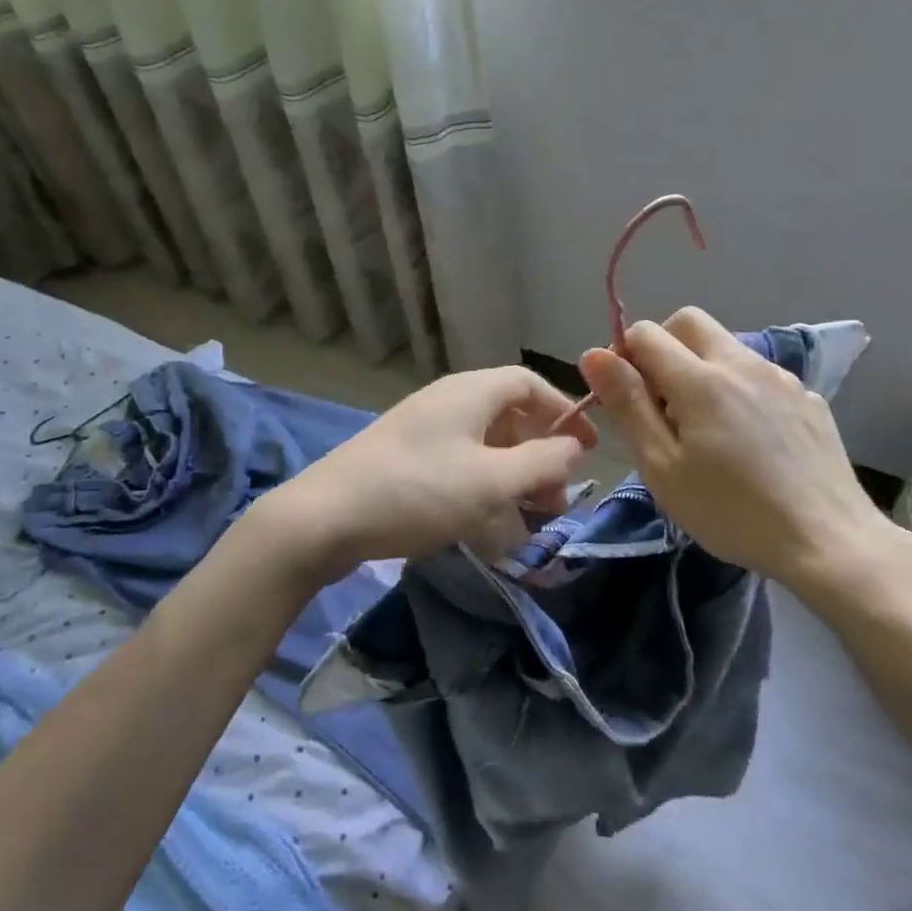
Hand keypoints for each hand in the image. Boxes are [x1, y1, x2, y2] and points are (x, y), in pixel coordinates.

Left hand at [255, 366, 597, 582]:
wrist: (324, 517)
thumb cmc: (417, 491)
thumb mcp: (490, 481)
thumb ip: (541, 463)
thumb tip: (574, 446)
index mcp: (470, 392)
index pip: (529, 384)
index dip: (564, 412)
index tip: (587, 449)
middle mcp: (447, 401)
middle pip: (509, 417)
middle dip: (540, 456)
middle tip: (556, 502)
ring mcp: (422, 430)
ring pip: (484, 446)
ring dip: (513, 477)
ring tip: (528, 520)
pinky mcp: (405, 459)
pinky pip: (458, 464)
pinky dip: (482, 488)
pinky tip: (488, 526)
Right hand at [579, 307, 911, 606]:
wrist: (829, 542)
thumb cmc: (731, 512)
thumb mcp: (661, 467)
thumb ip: (627, 404)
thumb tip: (594, 354)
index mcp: (700, 379)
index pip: (646, 332)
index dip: (624, 357)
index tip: (629, 400)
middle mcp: (741, 363)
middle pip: (688, 322)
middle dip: (663, 347)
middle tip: (662, 403)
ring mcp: (780, 377)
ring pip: (725, 346)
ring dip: (701, 366)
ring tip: (706, 427)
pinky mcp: (806, 397)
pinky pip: (758, 374)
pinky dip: (738, 388)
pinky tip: (749, 439)